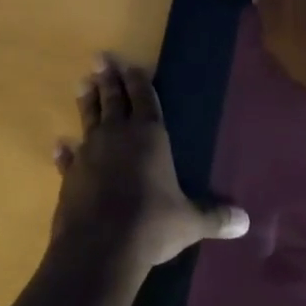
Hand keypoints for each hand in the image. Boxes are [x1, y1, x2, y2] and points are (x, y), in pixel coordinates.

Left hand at [51, 55, 248, 273]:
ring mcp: (90, 153)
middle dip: (109, 79)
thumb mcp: (189, 222)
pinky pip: (68, 158)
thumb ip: (214, 217)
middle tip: (100, 58)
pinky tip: (60, 145)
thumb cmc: (151, 224)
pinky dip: (65, 151)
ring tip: (82, 83)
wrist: (100, 247)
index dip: (138, 82)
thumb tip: (245, 222)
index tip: (131, 66)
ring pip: (89, 119)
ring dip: (87, 101)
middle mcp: (118, 136)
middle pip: (113, 100)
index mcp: (149, 136)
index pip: (144, 99)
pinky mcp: (70, 175)